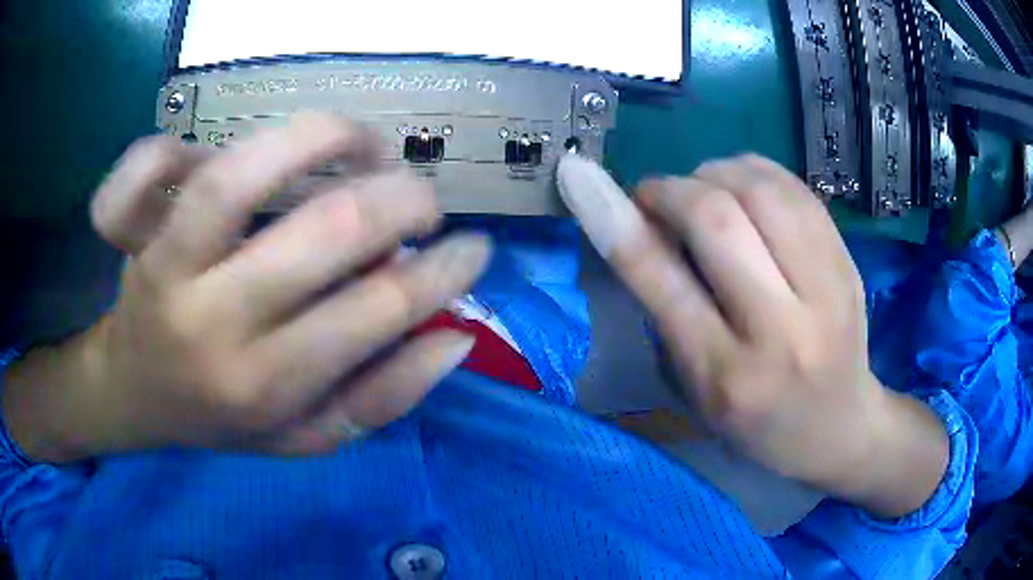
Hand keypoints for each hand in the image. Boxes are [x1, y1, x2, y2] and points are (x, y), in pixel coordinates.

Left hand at [5, 114, 490, 458]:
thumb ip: (382, 398)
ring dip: (318, 139)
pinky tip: (210, 151)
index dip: (442, 271)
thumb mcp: (307, 437)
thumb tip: (454, 335)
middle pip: (321, 232)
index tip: (474, 248)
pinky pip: (141, 172)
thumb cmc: (222, 418)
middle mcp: (213, 322)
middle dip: (400, 201)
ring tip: (357, 142)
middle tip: (423, 199)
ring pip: (234, 178)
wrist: (137, 396)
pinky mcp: (132, 235)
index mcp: (265, 384)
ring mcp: (165, 268)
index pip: (375, 312)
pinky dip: (171, 147)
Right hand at [558, 153, 947, 517]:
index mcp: (727, 377)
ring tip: (704, 190)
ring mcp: (826, 290)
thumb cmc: (759, 424)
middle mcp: (780, 331)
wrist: (841, 427)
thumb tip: (639, 226)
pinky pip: (796, 189)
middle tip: (659, 197)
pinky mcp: (849, 264)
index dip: (617, 221)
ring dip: (715, 173)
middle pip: (718, 218)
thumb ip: (670, 313)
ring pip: (761, 190)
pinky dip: (756, 172)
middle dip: (672, 189)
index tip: (584, 180)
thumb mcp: (700, 390)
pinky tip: (744, 187)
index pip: (664, 282)